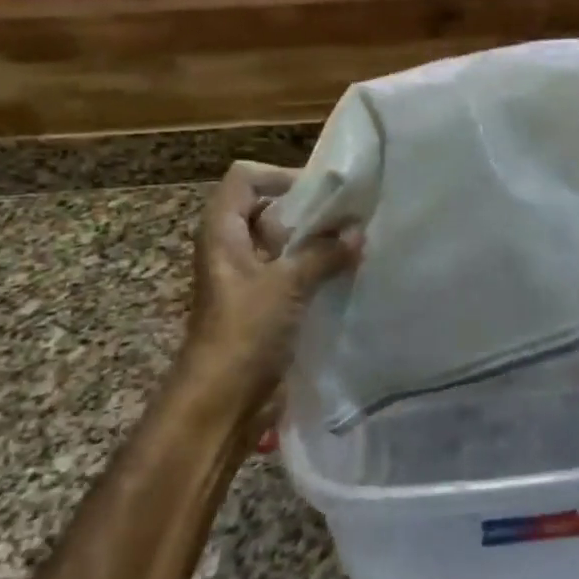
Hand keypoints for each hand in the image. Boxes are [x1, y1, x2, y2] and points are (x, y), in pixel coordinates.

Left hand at [181, 162, 358, 411]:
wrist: (221, 402)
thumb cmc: (244, 332)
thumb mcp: (287, 285)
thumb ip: (323, 253)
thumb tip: (357, 232)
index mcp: (222, 231)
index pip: (246, 177)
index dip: (280, 176)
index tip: (321, 193)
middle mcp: (231, 247)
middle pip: (267, 208)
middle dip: (307, 210)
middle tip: (347, 217)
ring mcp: (246, 277)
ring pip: (282, 243)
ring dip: (315, 242)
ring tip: (353, 244)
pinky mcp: (262, 305)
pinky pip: (290, 272)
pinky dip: (314, 269)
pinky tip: (345, 275)